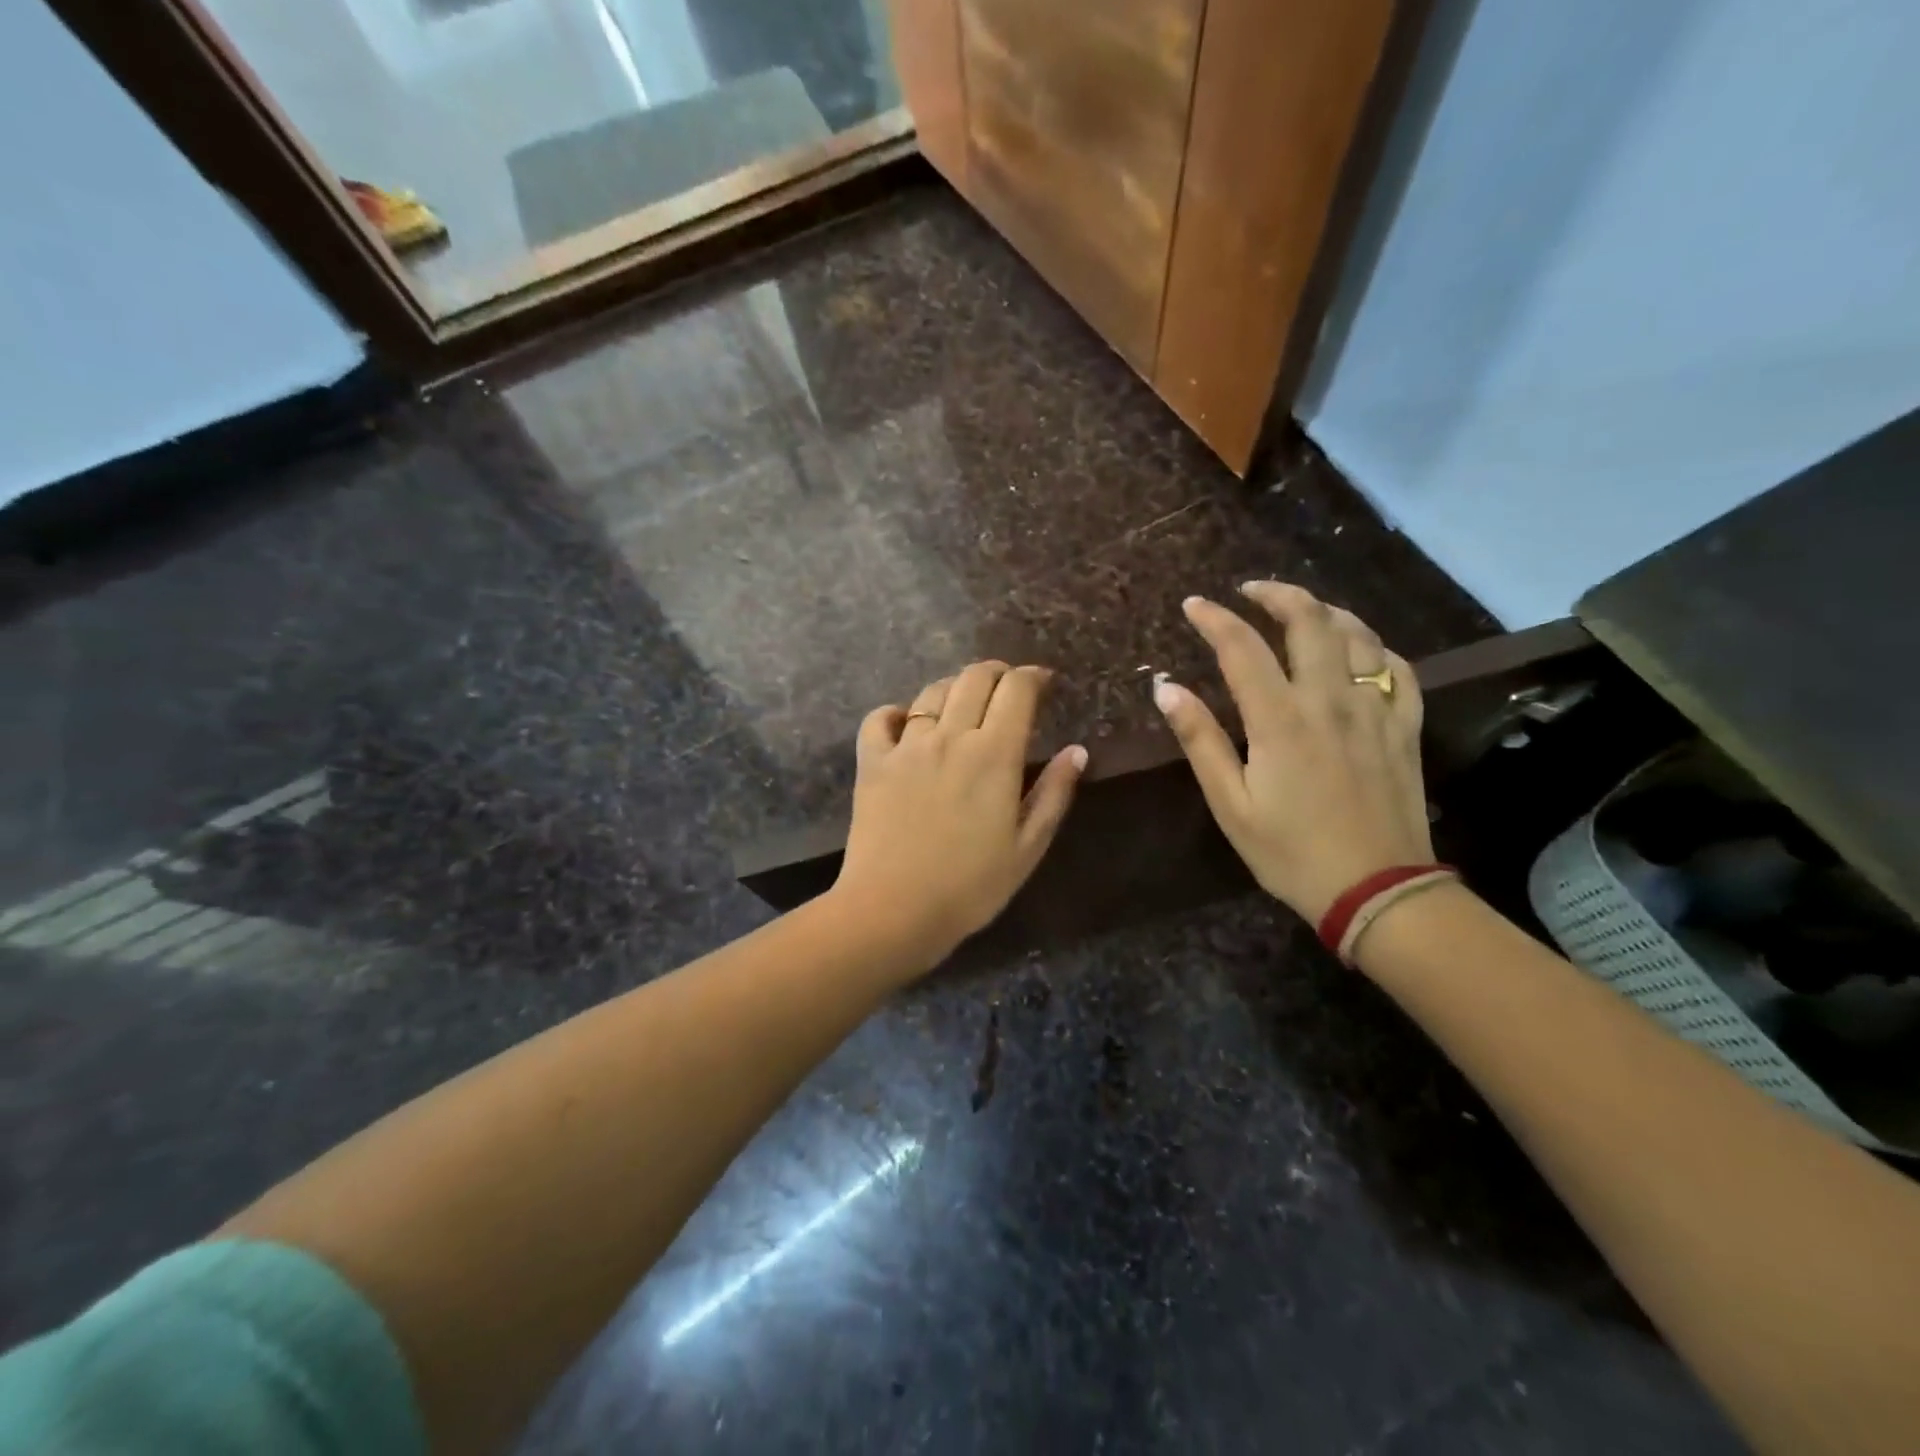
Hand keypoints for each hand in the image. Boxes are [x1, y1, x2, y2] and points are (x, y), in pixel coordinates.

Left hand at [833, 662, 1086, 963]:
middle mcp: (950, 737)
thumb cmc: (970, 887)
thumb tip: (1077, 750)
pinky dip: (896, 713)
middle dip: (997, 673)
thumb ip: (1054, 794)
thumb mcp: (1027, 847)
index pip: (1017, 690)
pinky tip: (906, 724)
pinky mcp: (872, 762)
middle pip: (974, 678)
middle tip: (1008, 688)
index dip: (1033, 677)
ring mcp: (906, 746)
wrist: (894, 910)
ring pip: (932, 692)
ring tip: (964, 705)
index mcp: (994, 754)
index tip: (1043, 682)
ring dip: (954, 688)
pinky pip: (880, 719)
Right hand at [1153, 583, 1433, 924]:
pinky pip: (1398, 670)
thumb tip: (1166, 688)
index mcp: (1280, 719)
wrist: (1378, 891)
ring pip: (1359, 635)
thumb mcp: (1230, 803)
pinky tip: (1360, 652)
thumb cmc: (1290, 852)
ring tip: (1302, 610)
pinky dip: (1374, 649)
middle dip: (1277, 594)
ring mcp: (1375, 710)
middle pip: (1310, 621)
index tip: (1193, 605)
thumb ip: (1200, 739)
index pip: (1242, 647)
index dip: (1214, 618)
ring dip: (1326, 611)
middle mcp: (1331, 700)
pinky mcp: (1405, 729)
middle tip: (1251, 591)